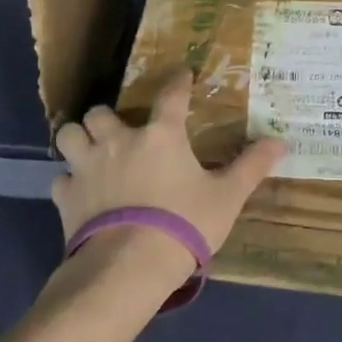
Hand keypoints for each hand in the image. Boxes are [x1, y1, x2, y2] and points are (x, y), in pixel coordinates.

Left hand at [51, 72, 286, 289]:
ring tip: (91, 152)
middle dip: (108, 118)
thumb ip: (251, 167)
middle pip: (101, 112)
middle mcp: (119, 141)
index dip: (177, 81)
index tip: (181, 73)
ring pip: (70, 135)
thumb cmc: (183, 225)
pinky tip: (81, 194)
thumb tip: (281, 142)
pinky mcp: (66, 197)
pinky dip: (70, 182)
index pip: (171, 95)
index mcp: (161, 135)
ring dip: (79, 139)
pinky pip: (61, 179)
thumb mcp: (226, 197)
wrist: (128, 268)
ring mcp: (88, 167)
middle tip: (120, 132)